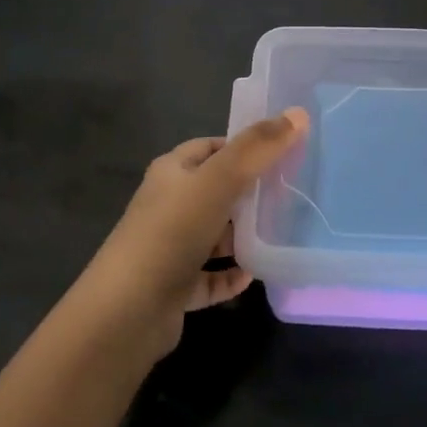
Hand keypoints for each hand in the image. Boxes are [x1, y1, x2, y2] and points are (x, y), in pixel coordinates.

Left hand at [75, 109, 309, 362]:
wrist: (127, 312)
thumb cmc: (172, 233)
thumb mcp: (219, 181)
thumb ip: (258, 148)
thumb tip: (298, 114)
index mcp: (171, 173)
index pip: (209, 148)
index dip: (242, 146)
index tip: (280, 153)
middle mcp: (167, 206)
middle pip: (214, 191)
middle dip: (248, 192)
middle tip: (288, 195)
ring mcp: (168, 248)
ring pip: (212, 234)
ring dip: (241, 236)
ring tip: (280, 234)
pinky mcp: (173, 287)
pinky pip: (209, 276)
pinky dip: (230, 274)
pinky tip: (254, 275)